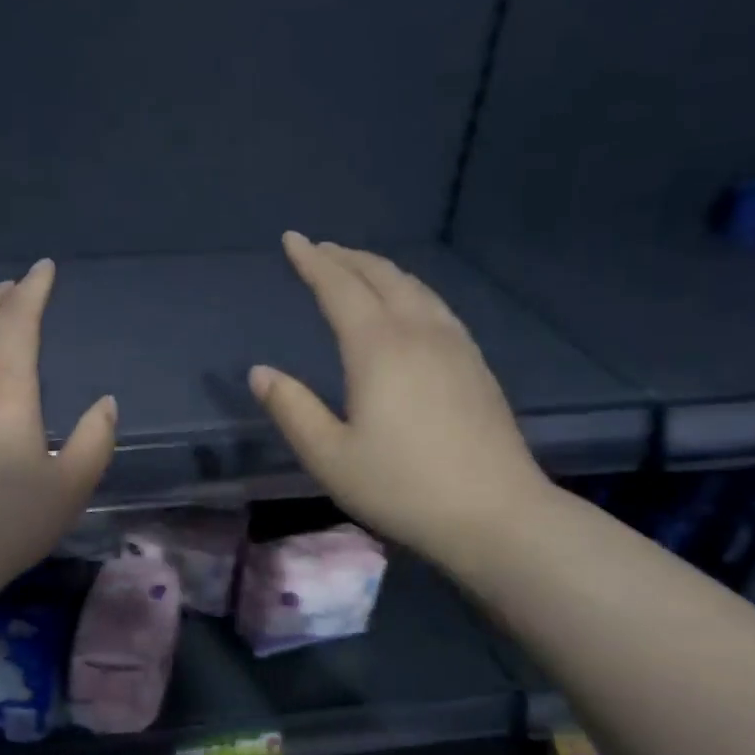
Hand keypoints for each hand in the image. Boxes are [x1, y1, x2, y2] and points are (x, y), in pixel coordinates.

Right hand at [249, 233, 549, 569]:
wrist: (494, 514)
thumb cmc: (401, 487)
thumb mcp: (329, 457)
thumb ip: (292, 409)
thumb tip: (260, 372)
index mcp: (378, 349)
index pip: (339, 288)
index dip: (313, 262)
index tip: (292, 240)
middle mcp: (419, 333)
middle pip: (381, 277)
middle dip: (346, 258)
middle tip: (319, 249)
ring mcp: (455, 346)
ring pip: (414, 288)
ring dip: (380, 270)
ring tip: (358, 268)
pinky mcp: (475, 365)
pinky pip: (436, 306)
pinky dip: (410, 290)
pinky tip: (409, 306)